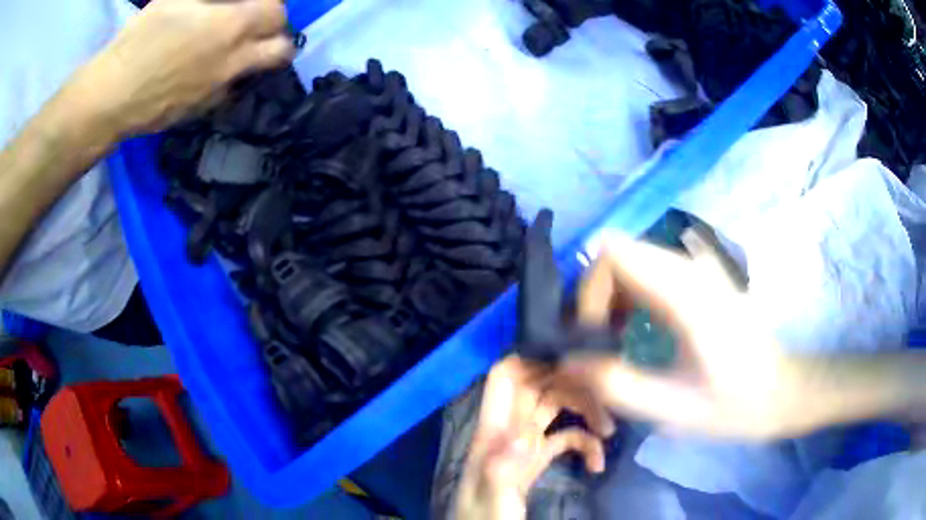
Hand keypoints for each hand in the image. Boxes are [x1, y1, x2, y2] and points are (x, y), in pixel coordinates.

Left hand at [67, 0, 293, 136]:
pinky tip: (195, 16)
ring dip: (244, 7)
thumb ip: (225, 85)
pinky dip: (207, 5)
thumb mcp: (195, 108)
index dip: (281, 50)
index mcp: (230, 63)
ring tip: (223, 18)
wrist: (110, 92)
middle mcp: (227, 27)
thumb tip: (241, 73)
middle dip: (272, 19)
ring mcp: (206, 6)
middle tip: (254, 25)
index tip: (271, 52)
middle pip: (275, 10)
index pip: (280, 48)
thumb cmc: (149, 109)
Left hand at [454, 356, 612, 519]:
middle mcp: (510, 429)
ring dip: (584, 412)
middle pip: (541, 388)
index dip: (531, 361)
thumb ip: (503, 469)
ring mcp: (526, 443)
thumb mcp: (493, 498)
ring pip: (557, 409)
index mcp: (493, 430)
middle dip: (573, 388)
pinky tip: (597, 464)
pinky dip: (584, 444)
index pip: (503, 378)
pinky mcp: (539, 459)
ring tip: (608, 430)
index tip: (569, 364)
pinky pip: (565, 438)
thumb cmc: (484, 519)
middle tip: (606, 403)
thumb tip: (524, 435)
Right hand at [562, 234, 828, 439]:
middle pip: (618, 252)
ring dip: (610, 296)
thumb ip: (617, 384)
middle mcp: (690, 268)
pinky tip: (634, 329)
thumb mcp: (673, 409)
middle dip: (594, 294)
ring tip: (612, 339)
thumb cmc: (734, 404)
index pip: (614, 255)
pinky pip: (648, 270)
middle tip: (595, 341)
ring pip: (631, 259)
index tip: (591, 337)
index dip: (589, 291)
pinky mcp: (700, 278)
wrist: (782, 391)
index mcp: (687, 294)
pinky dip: (628, 294)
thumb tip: (567, 362)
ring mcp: (697, 268)